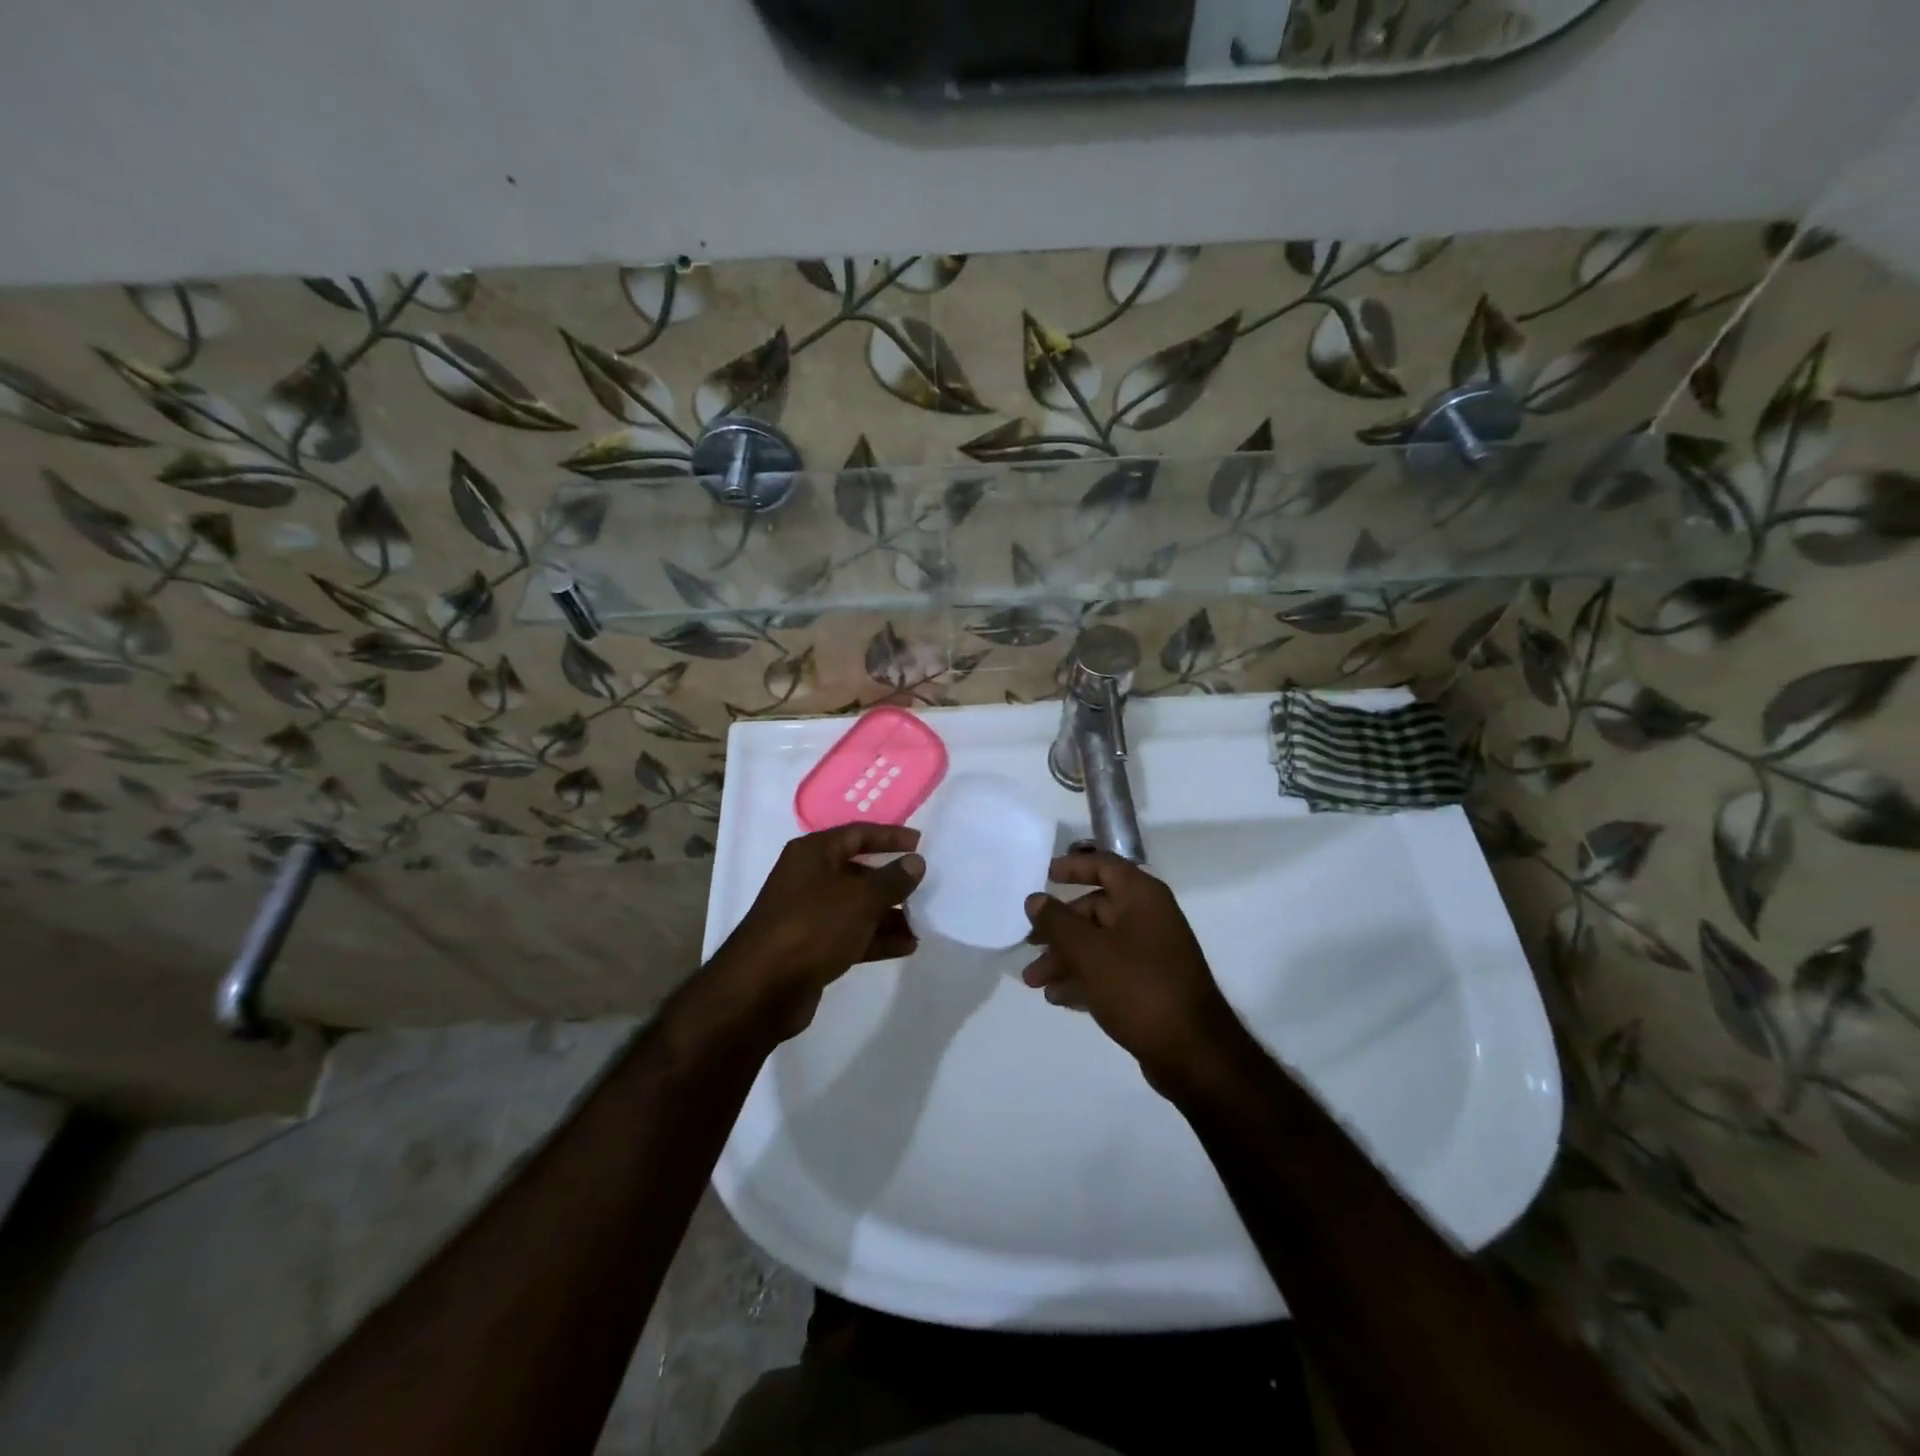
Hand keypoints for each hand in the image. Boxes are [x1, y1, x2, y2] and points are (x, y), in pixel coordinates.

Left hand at [710, 824, 924, 1036]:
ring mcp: (810, 914)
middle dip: (892, 880)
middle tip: (926, 886)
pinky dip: (877, 938)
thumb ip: (892, 879)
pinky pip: (852, 935)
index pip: (857, 834)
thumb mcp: (860, 898)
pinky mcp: (813, 947)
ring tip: (923, 920)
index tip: (920, 843)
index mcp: (813, 853)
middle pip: (858, 871)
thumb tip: (915, 862)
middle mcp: (809, 878)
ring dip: (889, 913)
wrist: (763, 988)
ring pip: (857, 906)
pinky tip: (908, 945)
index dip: (889, 836)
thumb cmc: (813, 926)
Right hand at [1022, 851, 1249, 1089]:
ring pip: (1098, 944)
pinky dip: (1083, 978)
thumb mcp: (1090, 952)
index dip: (1073, 867)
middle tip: (1027, 946)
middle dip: (1058, 929)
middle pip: (1095, 910)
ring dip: (1064, 958)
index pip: (1104, 866)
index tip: (1043, 875)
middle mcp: (1148, 918)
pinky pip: (1108, 970)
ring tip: (1034, 982)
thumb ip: (1058, 922)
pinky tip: (1057, 998)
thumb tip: (1035, 899)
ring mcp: (1151, 953)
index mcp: (1142, 897)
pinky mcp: (1149, 985)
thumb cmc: (1139, 988)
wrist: (1193, 1053)